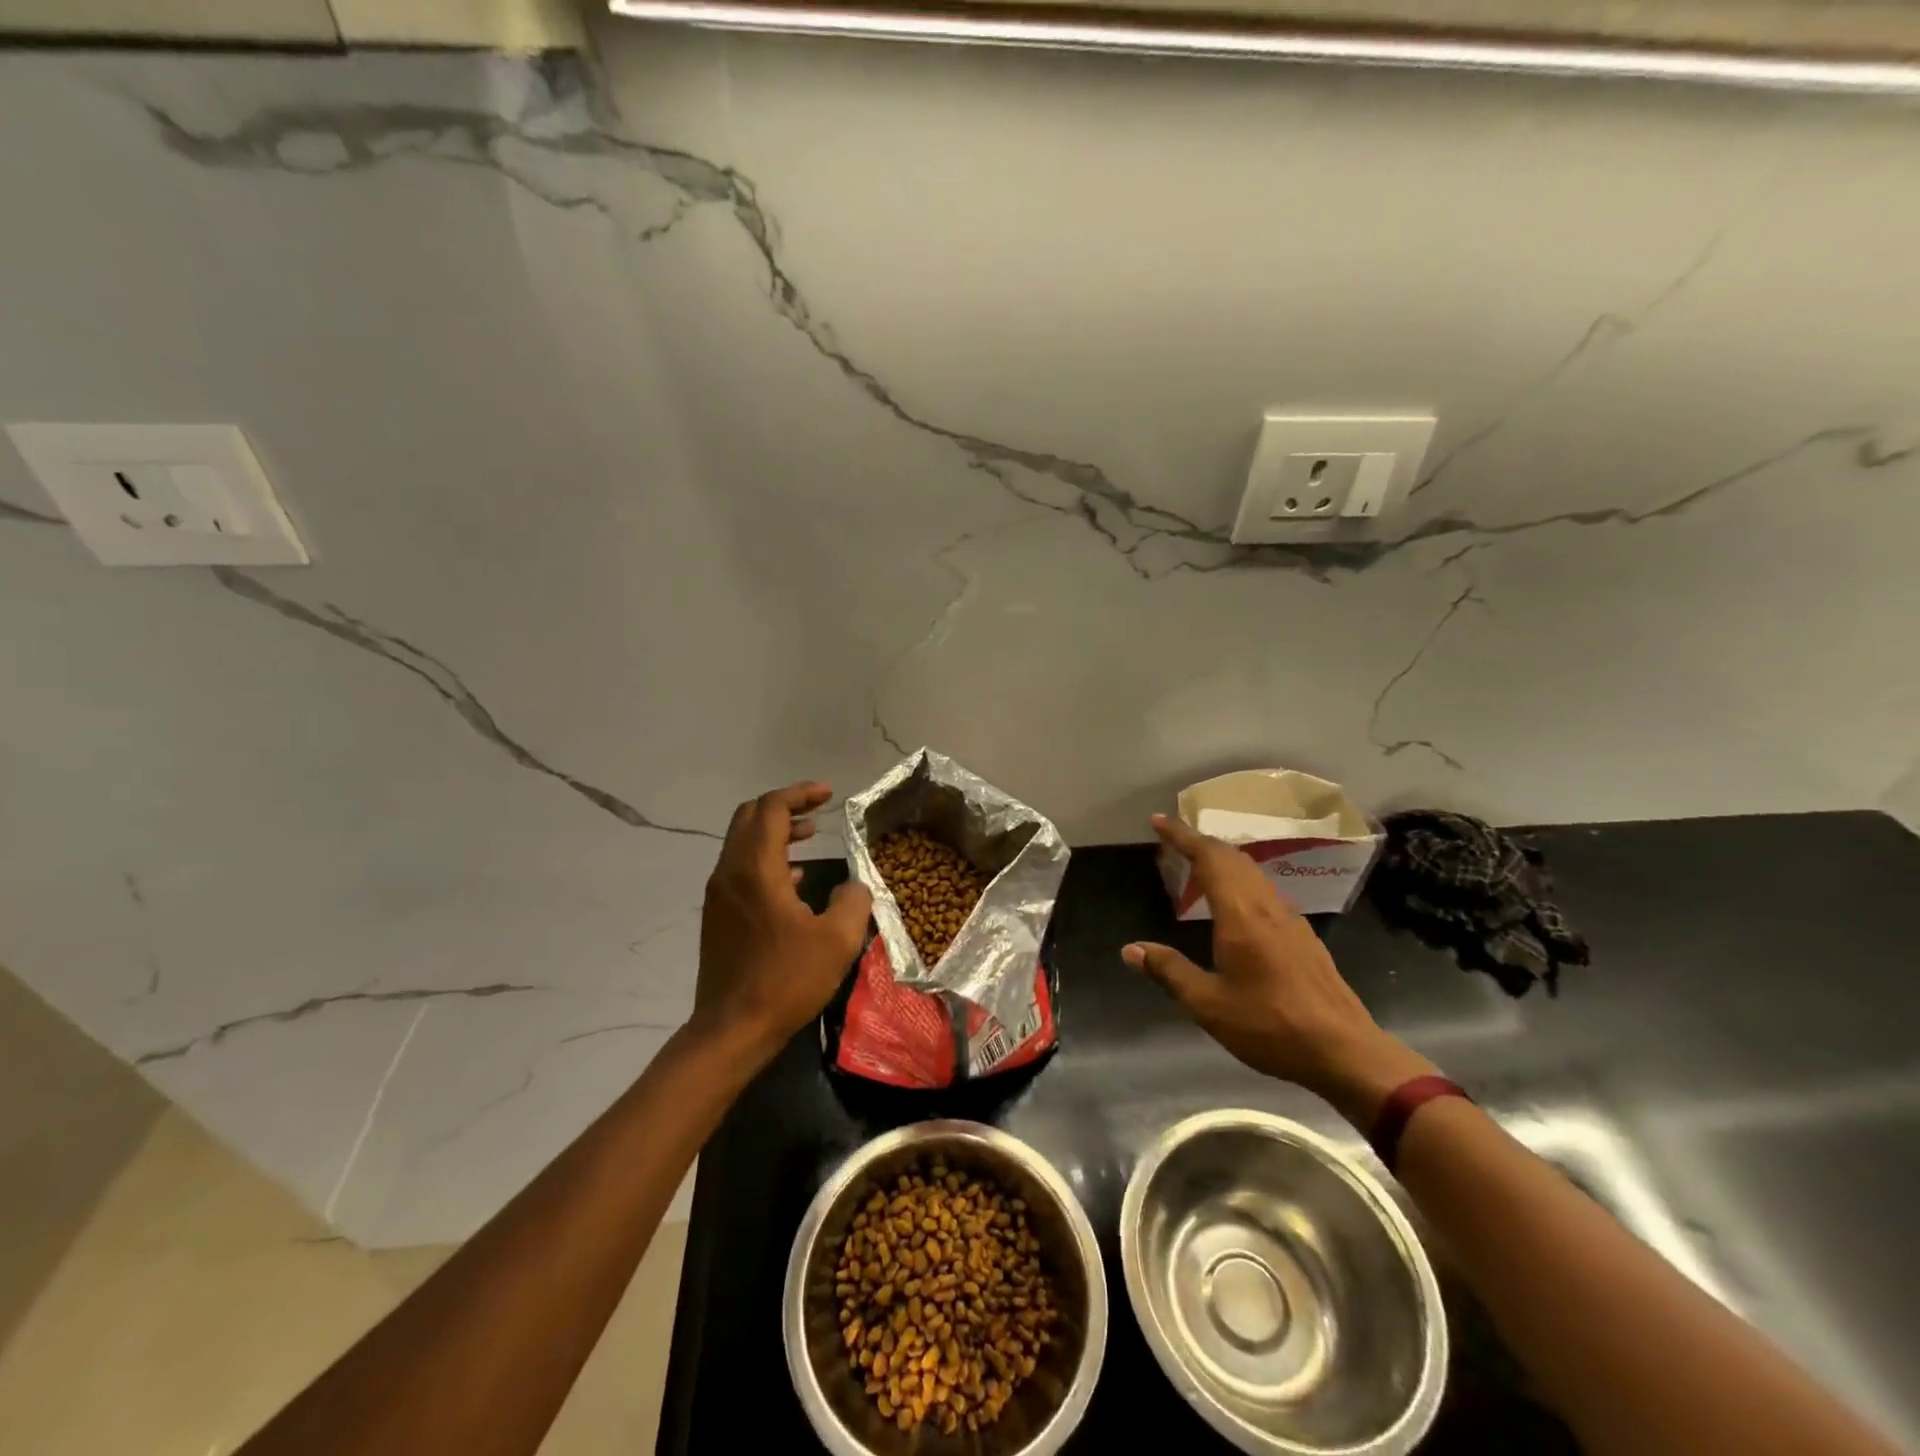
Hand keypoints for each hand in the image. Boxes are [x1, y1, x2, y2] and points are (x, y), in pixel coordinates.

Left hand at [695, 782, 872, 1054]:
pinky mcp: (718, 915)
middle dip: (785, 806)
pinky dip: (767, 857)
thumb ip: (853, 900)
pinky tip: (795, 877)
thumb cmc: (786, 980)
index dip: (800, 794)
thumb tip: (854, 885)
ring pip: (743, 842)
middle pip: (750, 817)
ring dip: (776, 831)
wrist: (732, 1029)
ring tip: (810, 834)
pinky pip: (741, 868)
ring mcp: (719, 894)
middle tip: (818, 808)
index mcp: (756, 869)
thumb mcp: (837, 940)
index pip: (772, 809)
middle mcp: (730, 872)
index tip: (829, 794)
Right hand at [1125, 813, 1434, 1123]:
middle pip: (1232, 858)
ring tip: (1199, 865)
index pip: (1208, 859)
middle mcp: (1267, 907)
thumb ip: (1169, 971)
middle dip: (1201, 842)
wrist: (1343, 1051)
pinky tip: (1236, 904)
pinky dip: (1241, 880)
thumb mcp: (1208, 1004)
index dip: (1181, 836)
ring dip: (1223, 859)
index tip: (1158, 821)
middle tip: (1174, 839)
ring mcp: (1290, 920)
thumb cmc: (1270, 1025)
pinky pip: (1265, 891)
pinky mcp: (1303, 937)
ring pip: (1252, 873)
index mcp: (1240, 915)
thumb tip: (1130, 950)